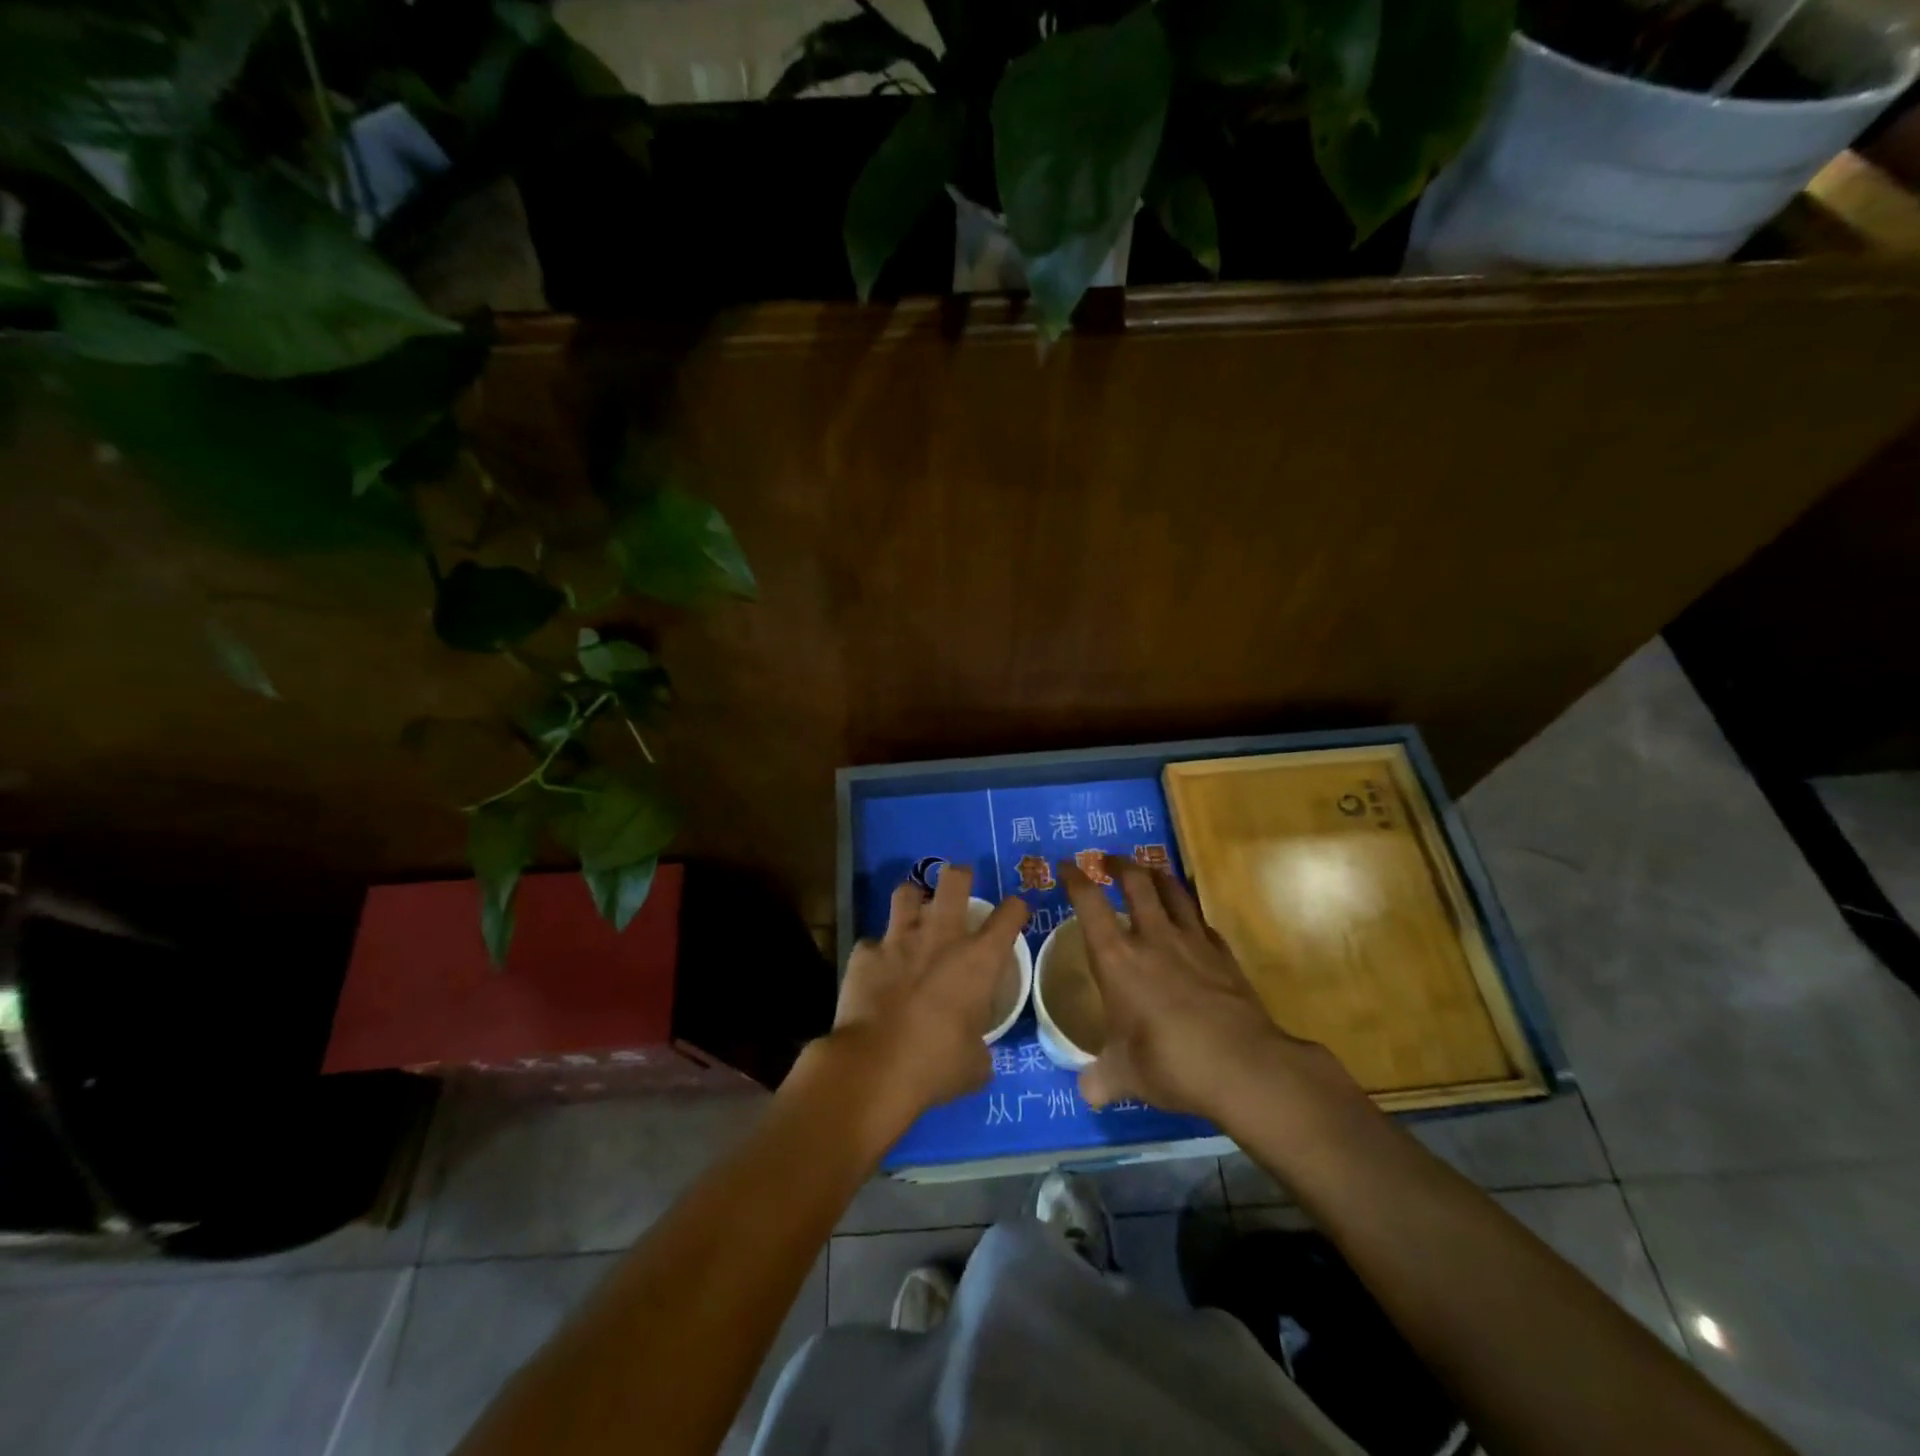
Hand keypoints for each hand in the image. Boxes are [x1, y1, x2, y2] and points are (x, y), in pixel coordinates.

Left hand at [830, 865, 1028, 1124]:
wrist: (875, 1067)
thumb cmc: (936, 1065)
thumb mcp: (975, 1065)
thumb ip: (980, 1048)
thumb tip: (976, 1053)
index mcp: (979, 959)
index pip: (1010, 914)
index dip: (1016, 909)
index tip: (1014, 913)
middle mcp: (941, 936)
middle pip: (954, 880)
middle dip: (960, 876)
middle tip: (959, 887)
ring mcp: (899, 939)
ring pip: (906, 893)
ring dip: (913, 901)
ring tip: (913, 914)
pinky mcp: (864, 953)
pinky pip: (872, 942)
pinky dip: (877, 953)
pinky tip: (876, 970)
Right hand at [1060, 854, 1356, 1118]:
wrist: (1243, 1065)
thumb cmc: (1170, 1063)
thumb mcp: (1125, 1076)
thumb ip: (1102, 1079)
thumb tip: (1087, 1093)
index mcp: (1117, 958)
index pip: (1089, 904)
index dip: (1074, 880)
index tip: (1065, 865)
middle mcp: (1153, 938)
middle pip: (1136, 882)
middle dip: (1119, 864)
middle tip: (1108, 860)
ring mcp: (1192, 942)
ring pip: (1173, 891)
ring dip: (1157, 876)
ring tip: (1148, 872)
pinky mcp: (1223, 955)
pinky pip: (1202, 923)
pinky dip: (1190, 916)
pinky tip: (1189, 924)